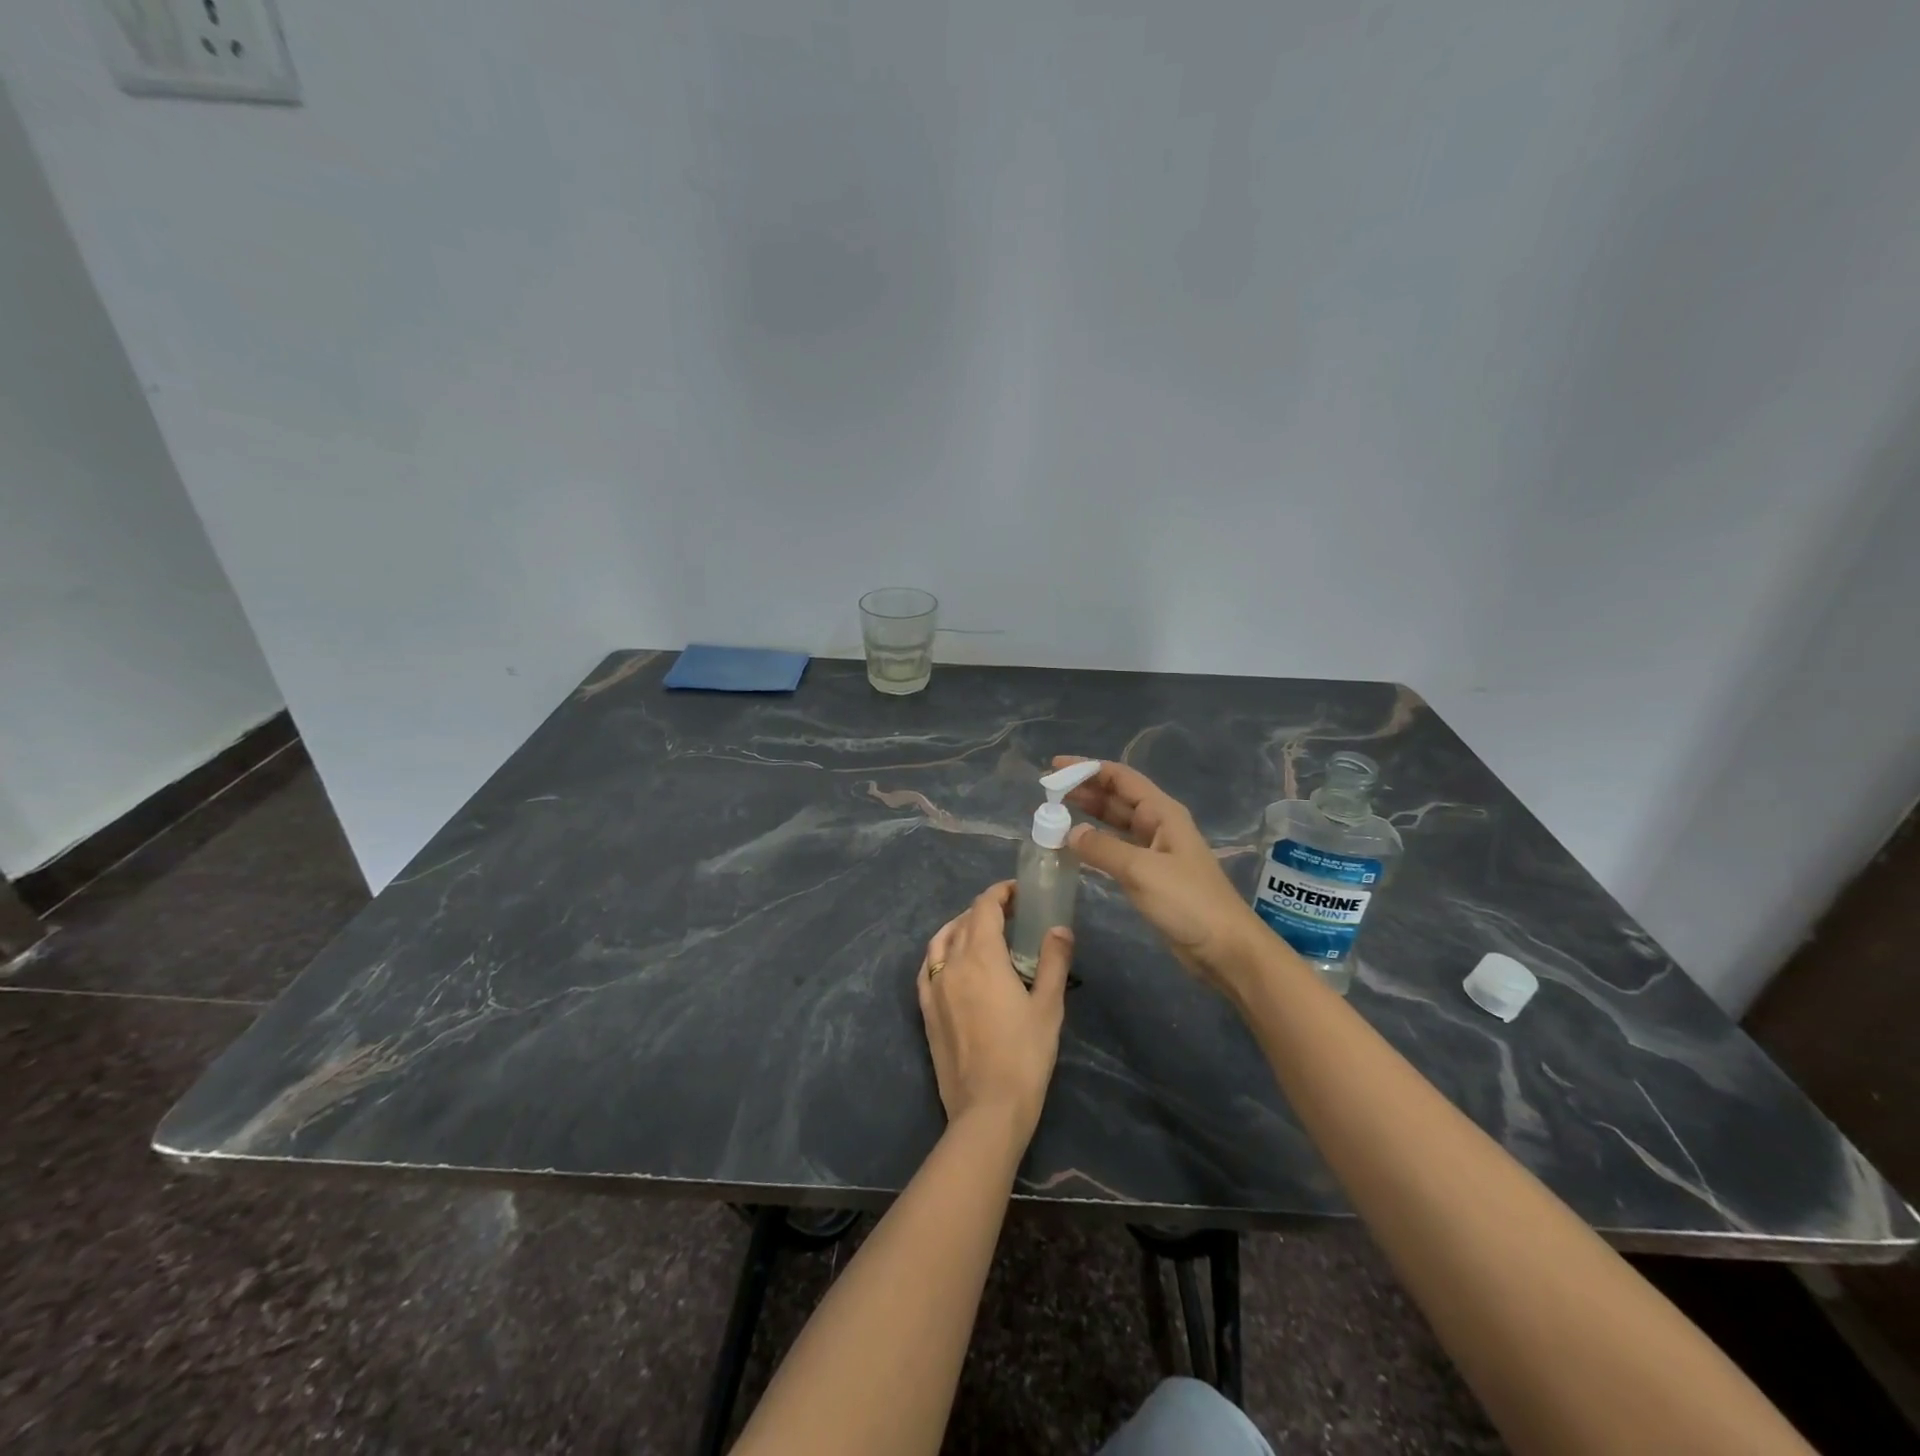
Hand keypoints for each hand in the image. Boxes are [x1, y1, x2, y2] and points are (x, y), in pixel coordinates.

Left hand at [916, 882, 1071, 1135]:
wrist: (987, 1109)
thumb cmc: (1025, 1055)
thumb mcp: (1048, 1006)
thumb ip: (1053, 961)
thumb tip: (1059, 928)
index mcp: (982, 956)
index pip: (984, 907)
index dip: (1000, 893)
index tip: (1018, 892)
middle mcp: (952, 963)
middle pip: (964, 921)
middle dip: (986, 909)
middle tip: (1012, 914)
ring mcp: (934, 987)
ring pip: (941, 940)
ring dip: (960, 926)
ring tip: (981, 931)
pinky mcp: (926, 1010)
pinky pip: (927, 967)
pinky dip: (940, 952)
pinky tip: (952, 961)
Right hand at [1055, 756, 1271, 992]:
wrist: (1224, 948)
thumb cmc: (1187, 902)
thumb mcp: (1141, 870)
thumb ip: (1102, 848)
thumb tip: (1069, 832)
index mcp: (1162, 813)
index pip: (1121, 778)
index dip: (1088, 769)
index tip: (1055, 768)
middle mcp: (1158, 825)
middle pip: (1117, 797)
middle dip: (1084, 790)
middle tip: (1048, 791)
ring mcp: (1155, 850)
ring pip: (1115, 823)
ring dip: (1088, 815)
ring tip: (1055, 813)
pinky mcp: (1150, 875)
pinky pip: (1117, 848)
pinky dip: (1095, 843)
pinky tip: (1076, 847)